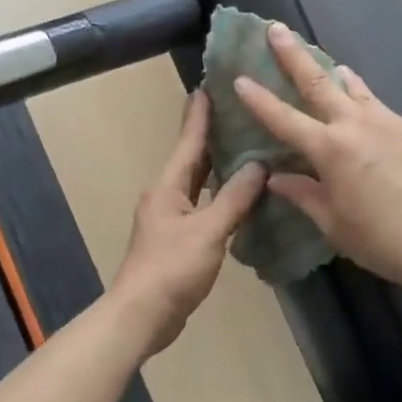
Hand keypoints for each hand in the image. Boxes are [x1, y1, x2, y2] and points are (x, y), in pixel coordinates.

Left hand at [109, 90, 265, 355]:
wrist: (142, 315)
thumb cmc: (172, 268)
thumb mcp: (208, 231)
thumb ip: (234, 198)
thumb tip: (259, 165)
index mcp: (168, 186)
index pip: (188, 141)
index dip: (200, 114)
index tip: (209, 86)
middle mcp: (166, 196)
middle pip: (192, 159)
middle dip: (212, 136)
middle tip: (239, 112)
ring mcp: (170, 219)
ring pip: (198, 183)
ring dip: (218, 166)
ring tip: (246, 147)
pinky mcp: (178, 240)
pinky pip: (202, 206)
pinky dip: (220, 196)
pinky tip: (241, 196)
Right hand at [233, 24, 401, 291]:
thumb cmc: (385, 241)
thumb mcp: (335, 226)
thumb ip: (305, 196)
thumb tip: (277, 178)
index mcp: (331, 151)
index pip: (284, 119)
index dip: (259, 100)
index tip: (240, 78)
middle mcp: (357, 126)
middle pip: (318, 83)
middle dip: (293, 55)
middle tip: (275, 28)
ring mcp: (391, 124)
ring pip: (356, 89)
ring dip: (335, 73)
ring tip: (327, 62)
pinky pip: (381, 108)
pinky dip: (365, 100)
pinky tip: (366, 111)